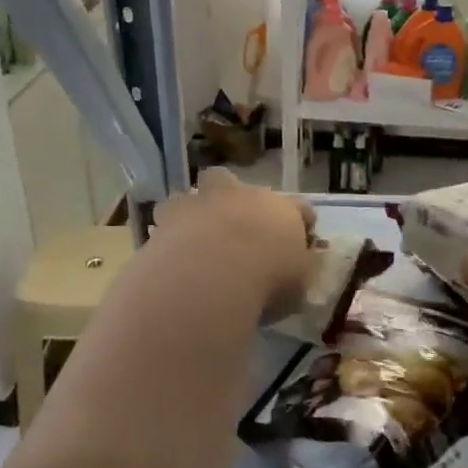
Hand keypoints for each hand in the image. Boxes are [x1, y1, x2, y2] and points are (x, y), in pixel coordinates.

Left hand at [149, 167, 315, 321]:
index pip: (300, 207)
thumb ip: (299, 271)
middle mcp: (241, 196)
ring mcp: (202, 202)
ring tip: (194, 234)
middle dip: (232, 198)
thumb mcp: (298, 285)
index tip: (302, 236)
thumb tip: (299, 266)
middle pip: (234, 182)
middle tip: (233, 226)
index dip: (302, 221)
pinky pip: (166, 217)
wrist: (212, 276)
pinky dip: (169, 230)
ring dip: (194, 209)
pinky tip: (170, 248)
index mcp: (281, 210)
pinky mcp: (168, 217)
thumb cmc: (267, 280)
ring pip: (193, 192)